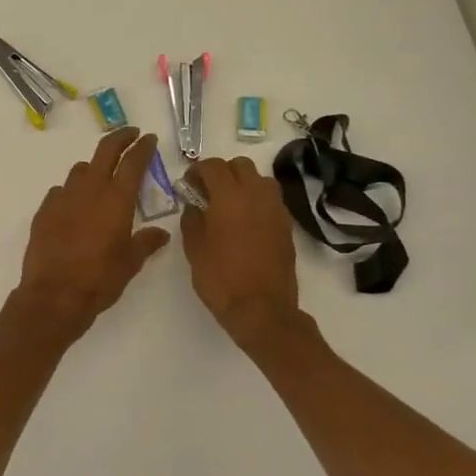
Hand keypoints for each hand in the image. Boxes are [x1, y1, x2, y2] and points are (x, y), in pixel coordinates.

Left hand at [15, 128, 172, 339]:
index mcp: (116, 199)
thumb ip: (146, 243)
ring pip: (80, 170)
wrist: (54, 295)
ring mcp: (63, 197)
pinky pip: (60, 191)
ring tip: (101, 177)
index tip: (149, 138)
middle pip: (105, 151)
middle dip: (120, 138)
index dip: (143, 147)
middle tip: (130, 134)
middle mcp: (90, 189)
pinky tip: (74, 206)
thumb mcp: (131, 263)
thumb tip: (161, 234)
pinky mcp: (44, 210)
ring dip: (94, 167)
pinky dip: (71, 192)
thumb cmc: (100, 279)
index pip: (133, 162)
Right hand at [179, 157, 303, 350]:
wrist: (263, 310)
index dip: (197, 170)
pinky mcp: (286, 225)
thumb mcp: (194, 249)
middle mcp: (256, 195)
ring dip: (243, 183)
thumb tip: (194, 204)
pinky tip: (246, 221)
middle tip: (208, 193)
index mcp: (229, 197)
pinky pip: (271, 199)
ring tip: (230, 205)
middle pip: (240, 165)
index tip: (188, 185)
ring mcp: (275, 209)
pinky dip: (257, 200)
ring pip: (260, 179)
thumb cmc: (221, 280)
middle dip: (222, 172)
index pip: (213, 166)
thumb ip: (192, 219)